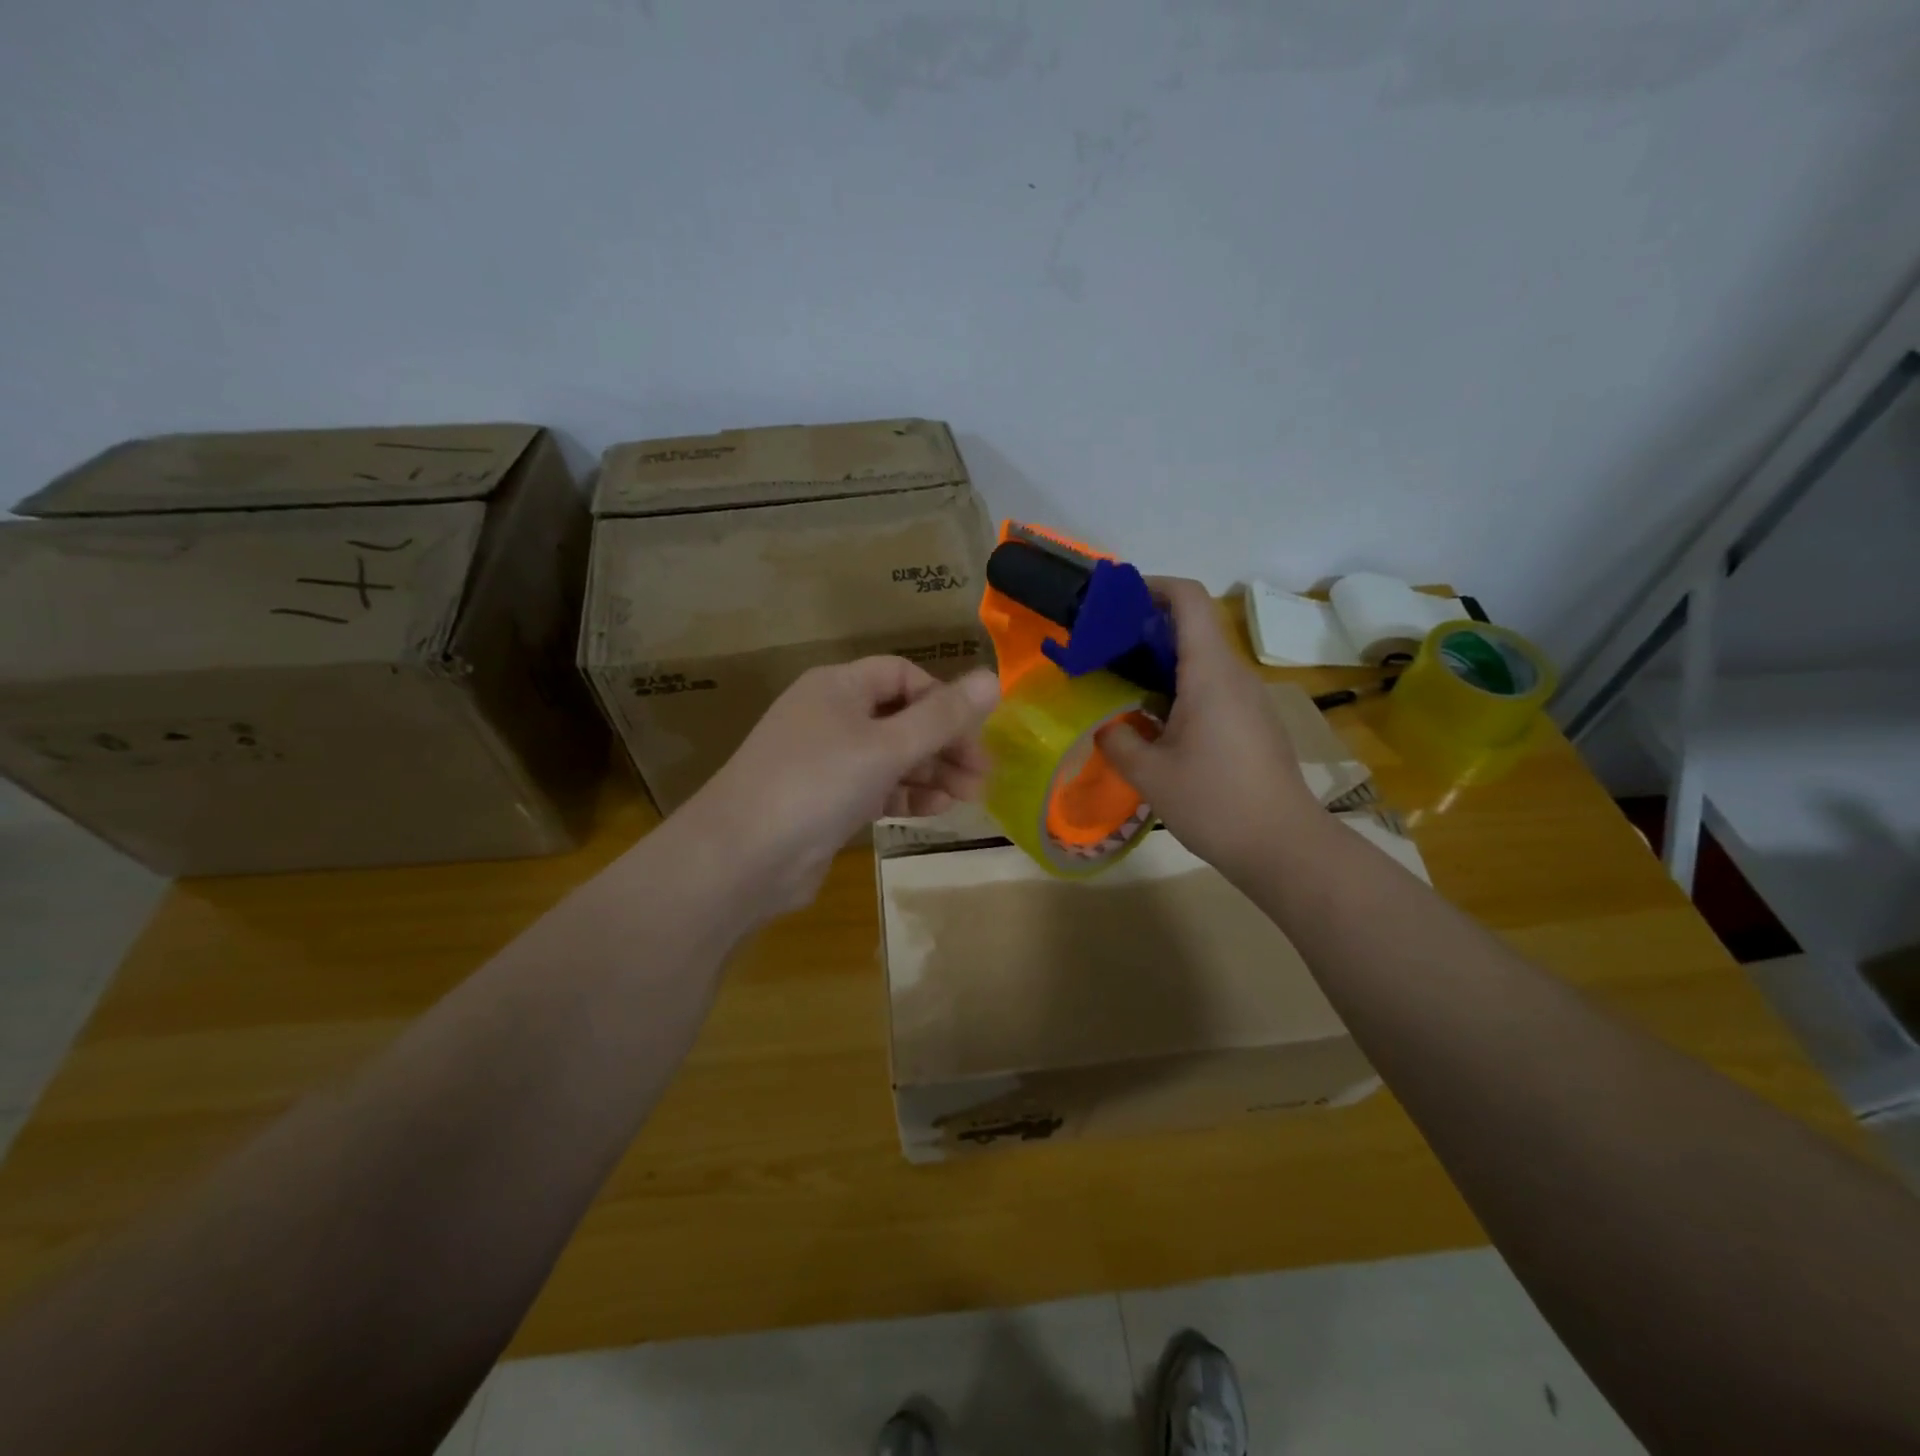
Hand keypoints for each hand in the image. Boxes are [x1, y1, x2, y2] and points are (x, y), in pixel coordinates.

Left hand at [680, 658, 1000, 918]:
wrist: (741, 858)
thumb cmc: (817, 784)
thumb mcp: (887, 746)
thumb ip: (943, 716)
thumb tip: (994, 678)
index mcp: (838, 687)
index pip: (903, 675)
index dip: (943, 699)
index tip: (976, 732)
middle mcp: (830, 716)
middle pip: (901, 717)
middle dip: (944, 743)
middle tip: (983, 774)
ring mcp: (826, 761)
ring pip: (891, 756)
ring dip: (931, 772)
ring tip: (970, 796)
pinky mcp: (826, 802)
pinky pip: (876, 788)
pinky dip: (906, 795)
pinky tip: (937, 809)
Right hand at [1098, 578, 1321, 881]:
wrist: (1285, 847)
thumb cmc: (1215, 802)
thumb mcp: (1150, 774)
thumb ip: (1117, 741)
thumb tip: (1105, 727)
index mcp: (1210, 672)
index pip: (1189, 599)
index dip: (1152, 586)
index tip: (1114, 600)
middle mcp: (1235, 675)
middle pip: (1193, 628)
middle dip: (1145, 630)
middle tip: (1102, 653)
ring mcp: (1250, 700)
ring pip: (1202, 662)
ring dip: (1161, 665)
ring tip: (1122, 689)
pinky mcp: (1255, 723)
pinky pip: (1214, 689)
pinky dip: (1180, 690)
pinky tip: (1156, 726)